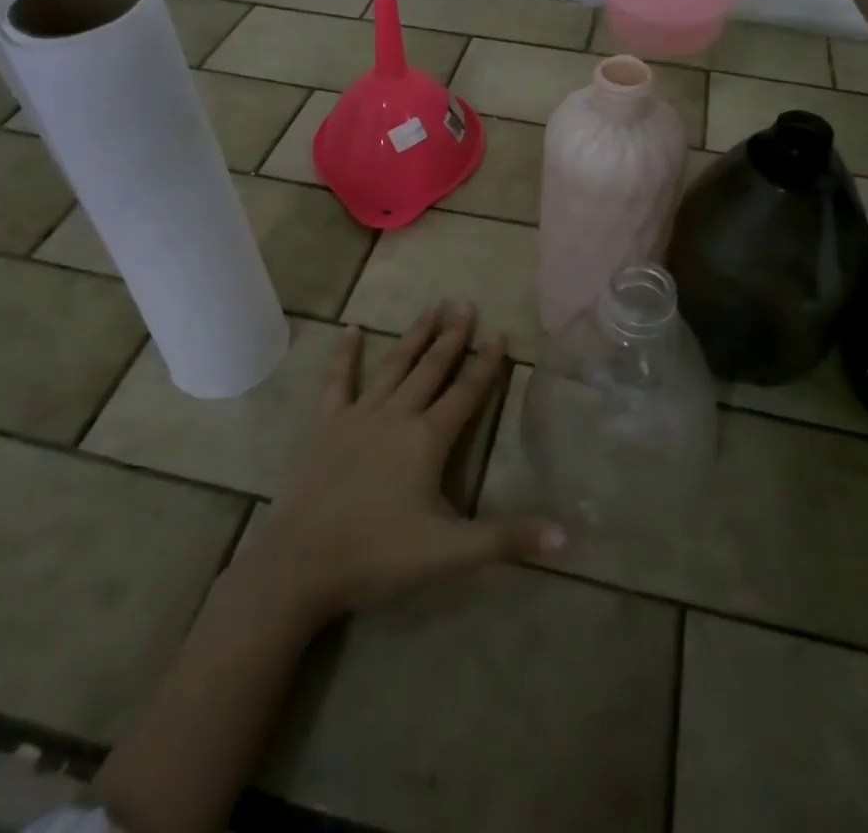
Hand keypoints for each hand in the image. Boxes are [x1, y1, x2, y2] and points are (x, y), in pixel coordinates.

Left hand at [235, 303, 563, 631]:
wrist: (300, 564)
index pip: (466, 392)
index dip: (486, 363)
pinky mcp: (326, 423)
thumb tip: (567, 537)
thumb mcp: (450, 552)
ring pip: (394, 365)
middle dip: (452, 335)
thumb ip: (506, 539)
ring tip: (431, 306)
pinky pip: (339, 380)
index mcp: (427, 438)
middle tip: (465, 302)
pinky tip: (352, 328)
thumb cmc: (378, 555)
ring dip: (415, 335)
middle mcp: (396, 414)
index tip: (500, 333)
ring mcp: (358, 414)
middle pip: (431, 367)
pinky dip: (346, 353)